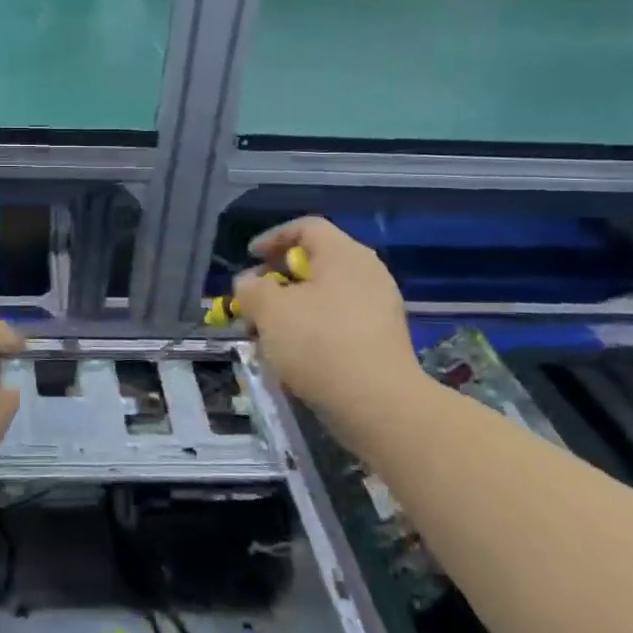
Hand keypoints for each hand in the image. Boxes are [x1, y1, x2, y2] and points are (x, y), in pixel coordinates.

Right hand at [232, 218, 426, 417]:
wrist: (379, 404)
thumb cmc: (319, 344)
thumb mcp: (269, 310)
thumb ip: (251, 288)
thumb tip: (250, 283)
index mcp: (344, 254)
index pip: (306, 228)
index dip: (272, 238)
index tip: (249, 258)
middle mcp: (367, 272)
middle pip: (315, 262)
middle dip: (278, 280)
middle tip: (254, 301)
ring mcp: (380, 307)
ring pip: (325, 295)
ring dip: (292, 309)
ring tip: (268, 333)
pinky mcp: (382, 339)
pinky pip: (339, 321)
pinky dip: (313, 329)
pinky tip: (295, 355)